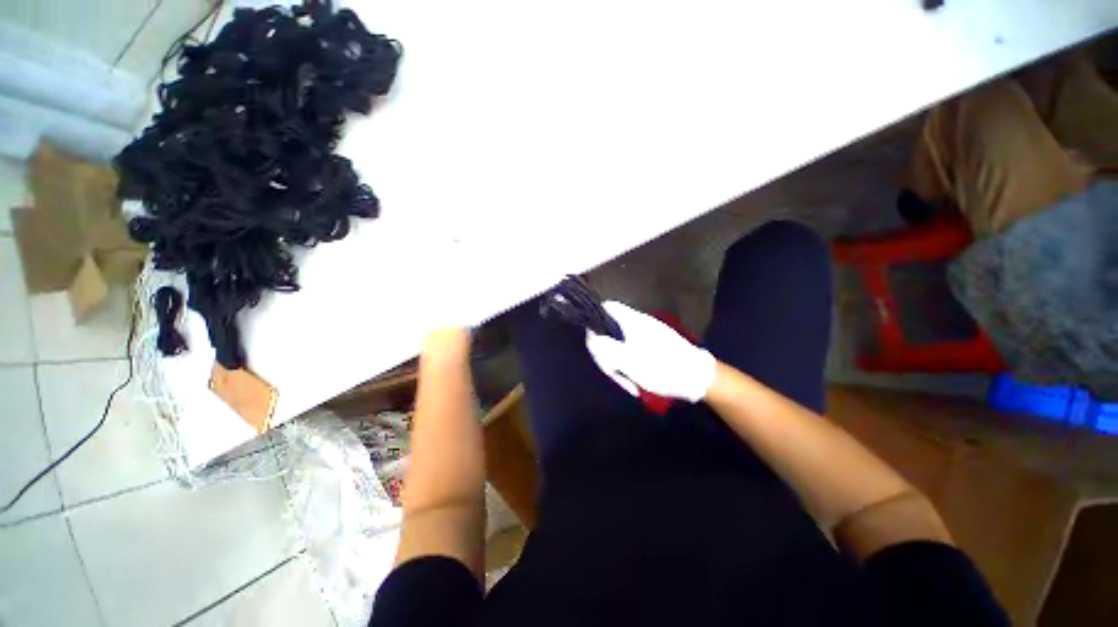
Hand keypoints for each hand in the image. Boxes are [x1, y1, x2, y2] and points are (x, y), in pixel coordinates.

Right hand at [585, 301, 715, 402]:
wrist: (698, 378)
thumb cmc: (663, 368)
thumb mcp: (631, 362)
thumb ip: (607, 349)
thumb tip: (591, 338)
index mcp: (632, 321)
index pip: (607, 307)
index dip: (596, 321)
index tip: (596, 345)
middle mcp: (639, 322)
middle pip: (611, 329)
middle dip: (607, 352)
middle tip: (614, 373)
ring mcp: (647, 333)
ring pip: (621, 342)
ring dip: (619, 362)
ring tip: (629, 382)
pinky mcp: (653, 344)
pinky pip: (632, 349)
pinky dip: (630, 364)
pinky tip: (636, 379)